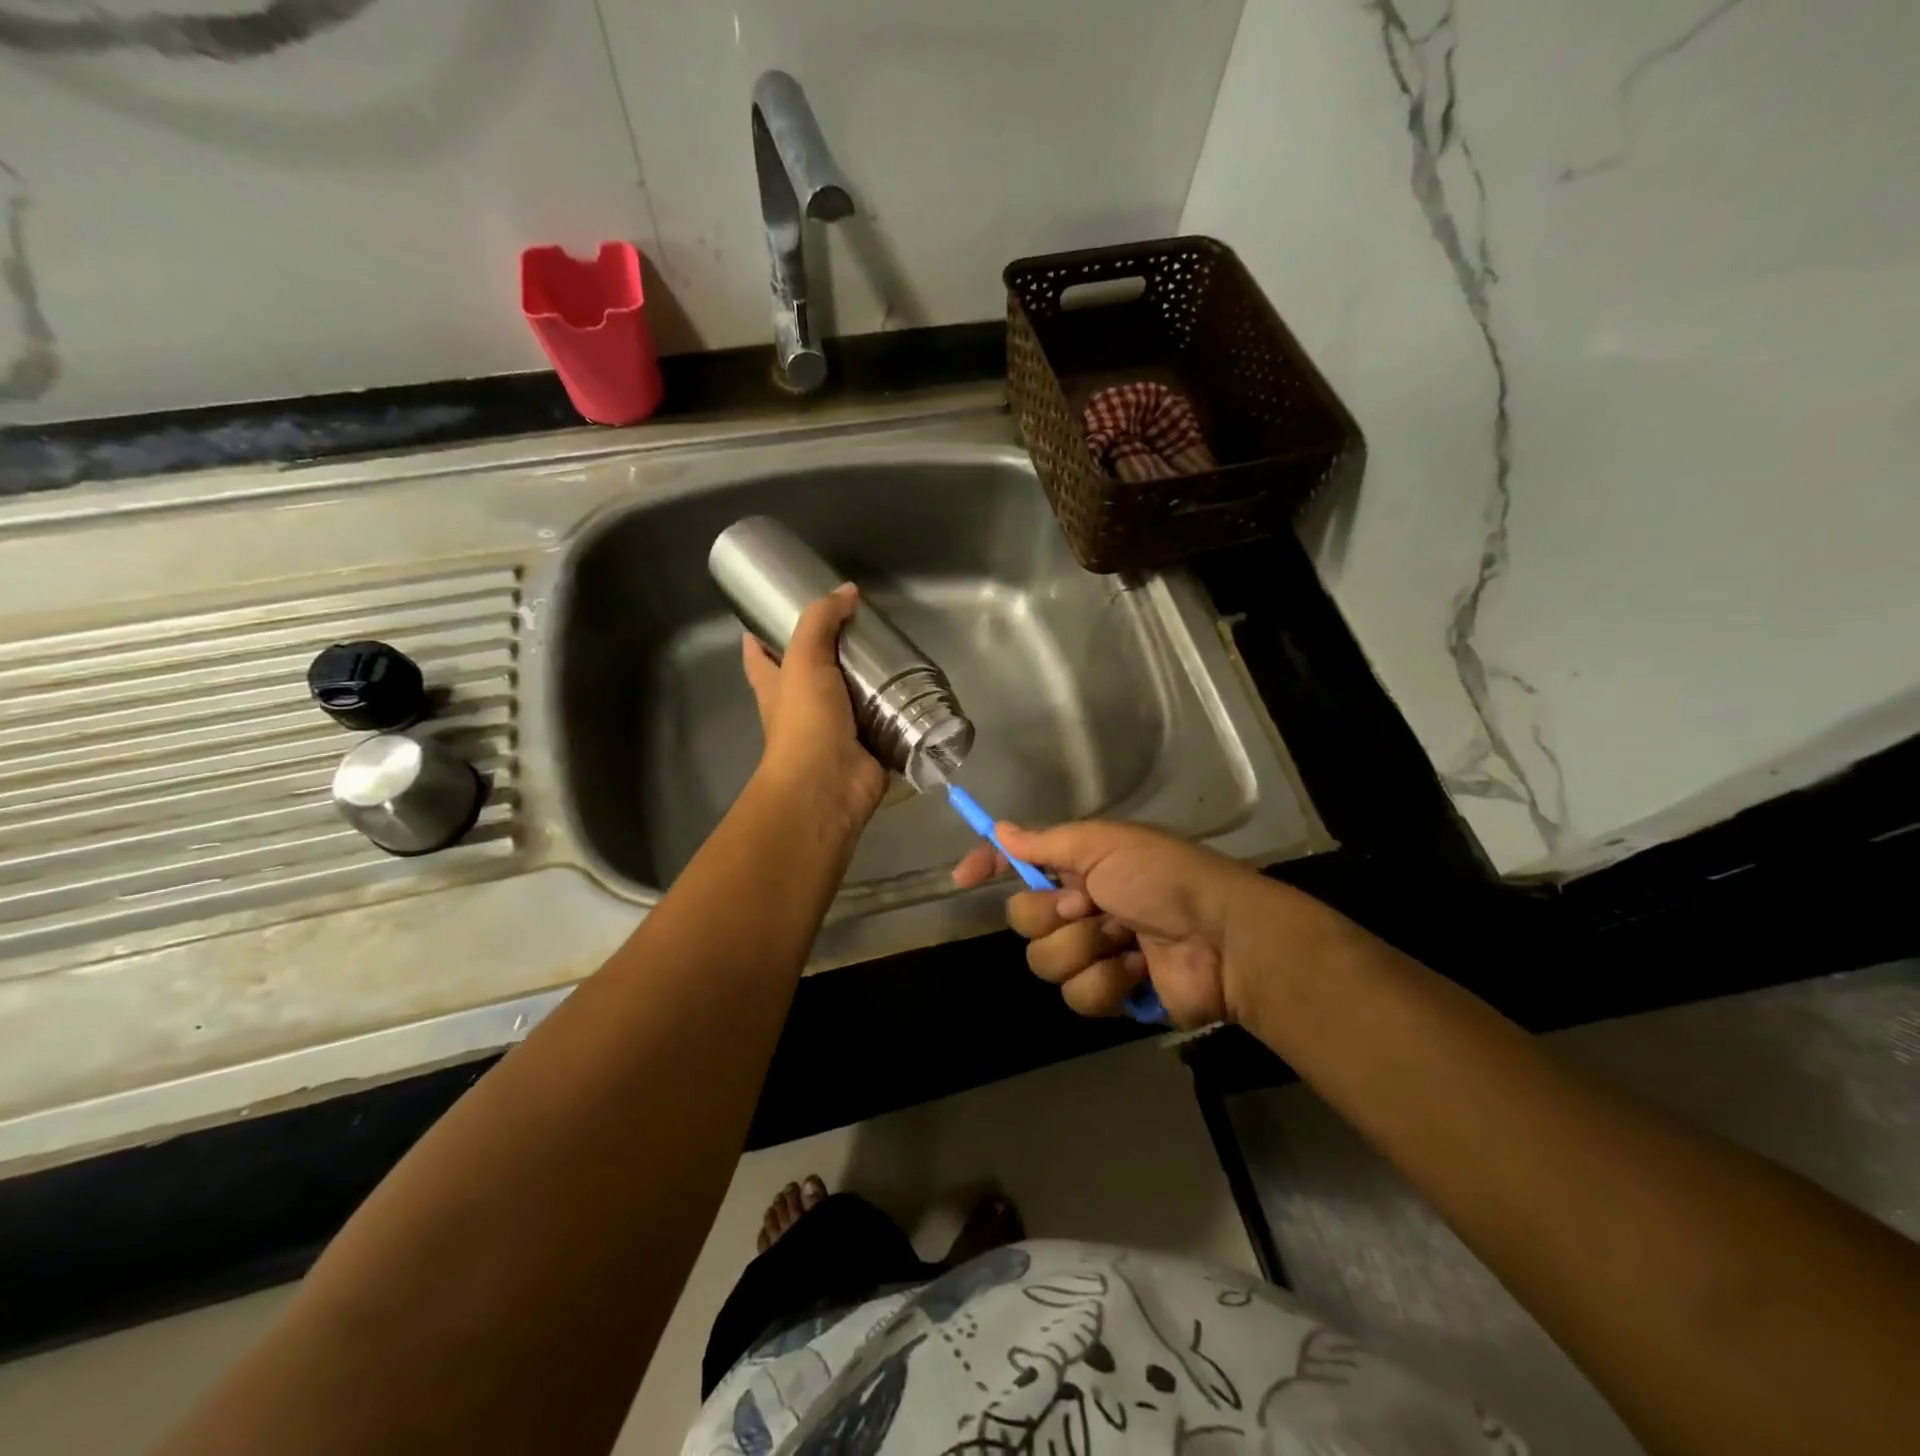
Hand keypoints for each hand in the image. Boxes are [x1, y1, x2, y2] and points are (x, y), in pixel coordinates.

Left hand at [742, 585, 888, 829]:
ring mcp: (836, 729)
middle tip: (860, 625)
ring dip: (870, 680)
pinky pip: (884, 722)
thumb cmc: (805, 722)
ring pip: (852, 696)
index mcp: (776, 687)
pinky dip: (897, 710)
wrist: (829, 785)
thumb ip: (821, 622)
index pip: (760, 655)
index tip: (776, 611)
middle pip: (812, 673)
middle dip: (832, 652)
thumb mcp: (804, 660)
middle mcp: (803, 707)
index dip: (762, 635)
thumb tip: (847, 591)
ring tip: (896, 651)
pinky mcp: (868, 745)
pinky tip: (918, 690)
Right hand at [952, 819, 1267, 1026]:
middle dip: (1054, 914)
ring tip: (1126, 940)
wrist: (1223, 938)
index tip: (962, 878)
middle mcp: (1081, 907)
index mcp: (1079, 868)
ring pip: (1045, 962)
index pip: (1020, 863)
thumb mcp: (1105, 844)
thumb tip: (1000, 829)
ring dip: (1086, 949)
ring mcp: (1095, 953)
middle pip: (1023, 919)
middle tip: (1092, 904)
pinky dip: (1108, 982)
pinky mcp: (1112, 994)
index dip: (989, 865)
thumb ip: (1046, 843)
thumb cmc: (1162, 878)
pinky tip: (1138, 970)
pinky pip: (1078, 996)